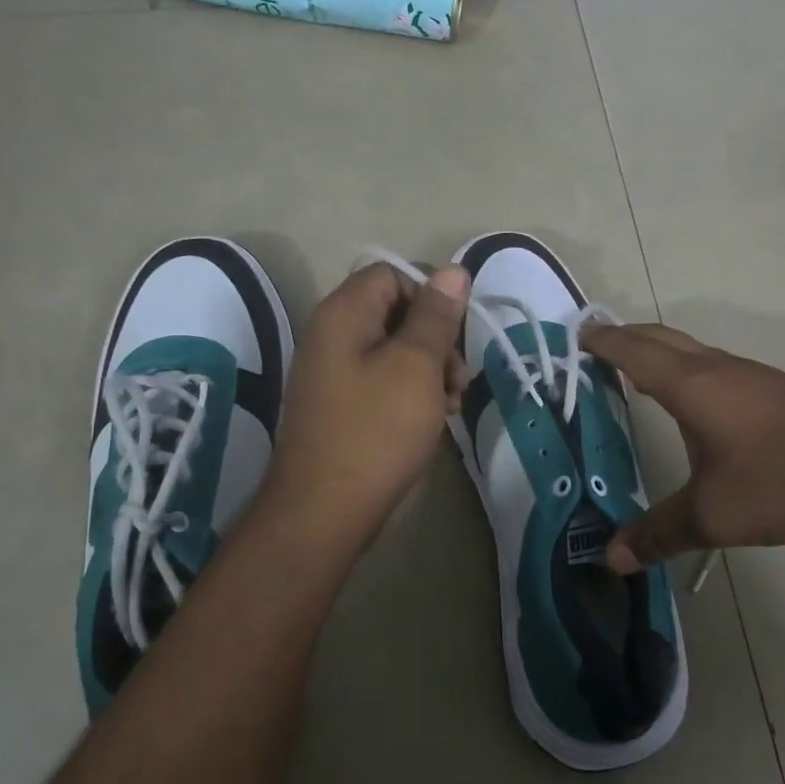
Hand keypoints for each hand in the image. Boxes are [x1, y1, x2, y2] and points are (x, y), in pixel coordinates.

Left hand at [259, 261, 469, 556]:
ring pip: (393, 350)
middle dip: (435, 338)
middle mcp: (331, 335)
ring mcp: (333, 373)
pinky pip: (382, 381)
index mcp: (343, 314)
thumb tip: (452, 271)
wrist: (324, 512)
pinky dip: (411, 392)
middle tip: (460, 376)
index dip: (429, 295)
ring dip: (430, 369)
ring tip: (452, 403)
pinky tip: (434, 419)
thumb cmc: (376, 431)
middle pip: (394, 312)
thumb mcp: (416, 367)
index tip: (455, 332)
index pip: (391, 274)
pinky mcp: (340, 406)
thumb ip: (435, 316)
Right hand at [580, 323, 784, 572]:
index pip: (634, 352)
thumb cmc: (782, 479)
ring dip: (656, 350)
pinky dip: (682, 367)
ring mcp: (747, 374)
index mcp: (691, 386)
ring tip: (632, 369)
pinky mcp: (771, 388)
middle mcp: (715, 368)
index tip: (576, 335)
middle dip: (625, 337)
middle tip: (595, 345)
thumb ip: (659, 533)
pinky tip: (688, 397)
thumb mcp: (714, 515)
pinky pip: (710, 364)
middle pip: (660, 338)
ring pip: (688, 349)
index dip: (603, 342)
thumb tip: (611, 558)